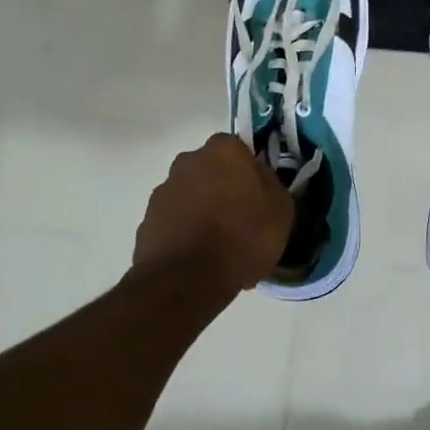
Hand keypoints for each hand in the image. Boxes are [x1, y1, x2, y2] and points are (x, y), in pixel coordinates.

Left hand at [133, 134, 294, 290]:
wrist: (188, 279)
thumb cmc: (243, 237)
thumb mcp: (281, 210)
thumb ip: (271, 184)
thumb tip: (259, 177)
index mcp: (223, 150)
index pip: (239, 149)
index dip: (249, 173)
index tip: (258, 197)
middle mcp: (188, 161)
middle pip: (211, 171)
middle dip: (222, 189)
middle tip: (240, 220)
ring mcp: (163, 190)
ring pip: (191, 195)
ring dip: (202, 211)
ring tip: (219, 247)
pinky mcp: (147, 220)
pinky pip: (175, 221)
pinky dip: (185, 233)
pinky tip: (199, 258)